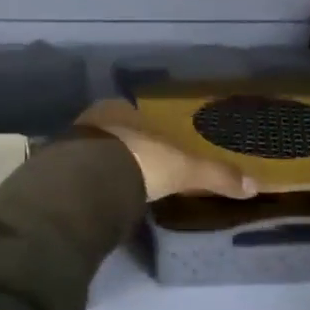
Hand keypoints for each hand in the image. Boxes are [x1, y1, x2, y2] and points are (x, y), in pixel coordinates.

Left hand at [76, 100, 259, 202]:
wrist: (88, 182)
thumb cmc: (139, 161)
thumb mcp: (184, 169)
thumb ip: (215, 175)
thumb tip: (254, 185)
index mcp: (120, 110)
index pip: (136, 116)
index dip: (147, 131)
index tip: (157, 147)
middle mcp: (93, 120)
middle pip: (112, 133)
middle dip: (123, 149)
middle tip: (138, 169)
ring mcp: (69, 144)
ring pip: (91, 153)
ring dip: (102, 166)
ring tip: (117, 188)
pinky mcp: (55, 171)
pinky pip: (76, 175)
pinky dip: (87, 185)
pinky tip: (96, 200)